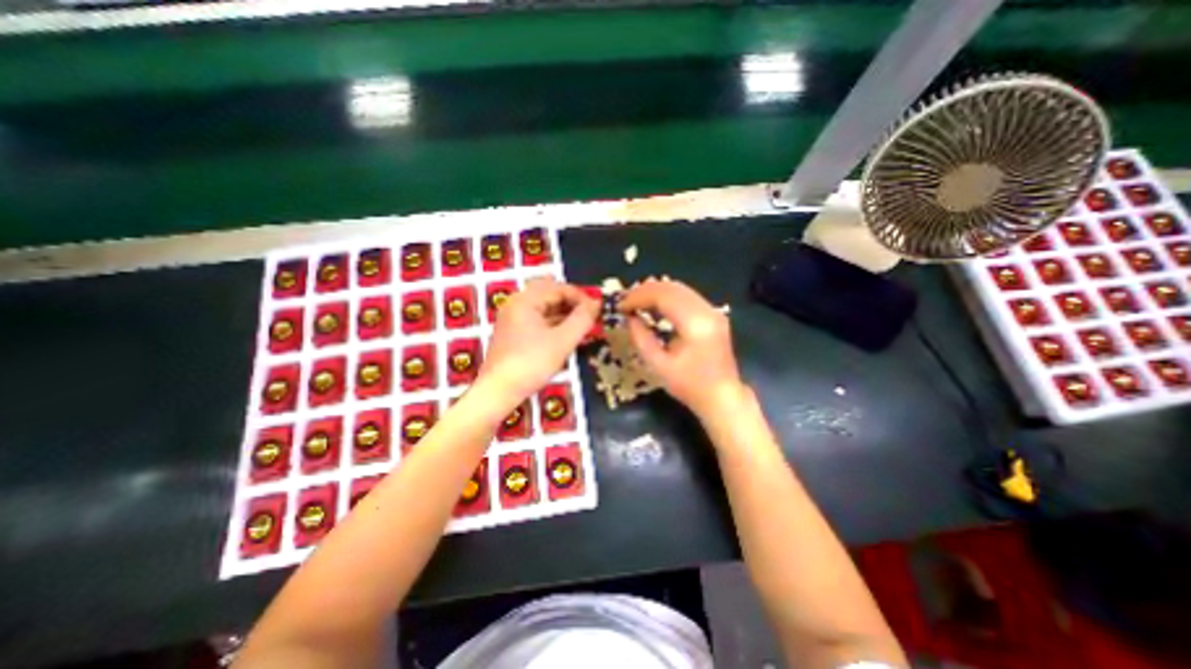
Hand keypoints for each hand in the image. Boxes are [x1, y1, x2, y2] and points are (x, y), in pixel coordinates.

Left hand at [477, 276, 600, 408]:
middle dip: (572, 303)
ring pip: (543, 307)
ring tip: (581, 326)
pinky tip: (565, 335)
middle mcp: (516, 304)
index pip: (558, 288)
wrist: (498, 391)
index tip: (597, 310)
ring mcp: (512, 318)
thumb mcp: (562, 341)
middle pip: (549, 294)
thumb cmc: (531, 363)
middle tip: (590, 316)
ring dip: (563, 313)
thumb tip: (596, 303)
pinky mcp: (512, 333)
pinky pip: (537, 319)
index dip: (581, 296)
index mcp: (525, 300)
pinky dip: (553, 323)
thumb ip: (582, 319)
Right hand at [614, 280, 742, 418]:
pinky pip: (687, 296)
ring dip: (655, 292)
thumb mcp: (658, 366)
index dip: (638, 297)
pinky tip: (654, 306)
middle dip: (645, 291)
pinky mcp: (713, 315)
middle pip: (672, 287)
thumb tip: (630, 319)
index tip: (621, 306)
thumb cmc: (690, 386)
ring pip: (680, 288)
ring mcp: (713, 311)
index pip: (663, 296)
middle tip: (625, 302)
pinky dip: (667, 297)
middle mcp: (707, 311)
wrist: (722, 397)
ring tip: (636, 302)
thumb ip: (641, 339)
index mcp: (695, 324)